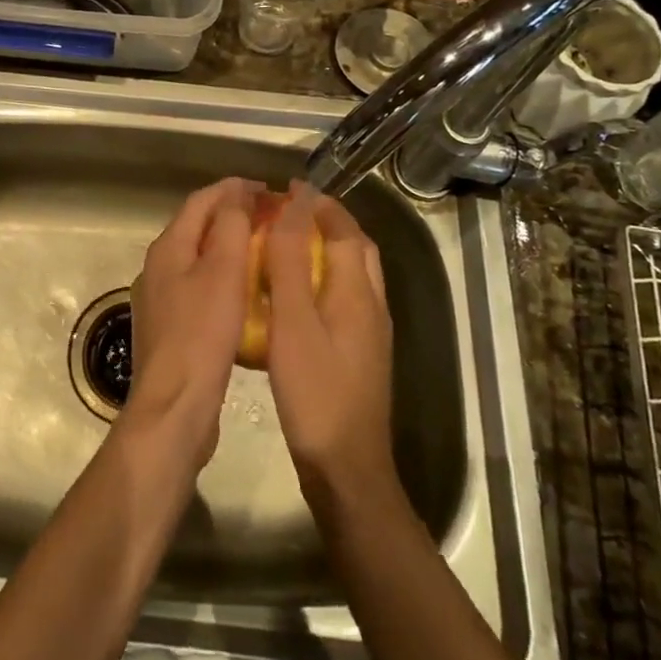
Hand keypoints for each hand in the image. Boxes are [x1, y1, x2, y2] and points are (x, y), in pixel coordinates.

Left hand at [126, 177, 259, 468]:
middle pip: (197, 227)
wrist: (174, 408)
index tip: (268, 190)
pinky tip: (245, 295)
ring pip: (198, 259)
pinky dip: (223, 280)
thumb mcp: (223, 271)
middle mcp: (158, 267)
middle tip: (270, 218)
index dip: (233, 189)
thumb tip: (237, 192)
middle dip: (232, 216)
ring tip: (263, 251)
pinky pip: (199, 289)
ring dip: (228, 248)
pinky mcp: (170, 329)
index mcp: (168, 247)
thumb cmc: (202, 334)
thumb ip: (230, 225)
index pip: (201, 201)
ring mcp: (160, 299)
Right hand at [263, 184, 397, 503]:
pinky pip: (344, 299)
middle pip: (356, 248)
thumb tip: (294, 206)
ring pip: (353, 274)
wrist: (347, 472)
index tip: (288, 187)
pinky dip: (322, 280)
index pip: (344, 230)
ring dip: (326, 250)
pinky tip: (294, 299)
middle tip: (290, 212)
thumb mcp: (295, 323)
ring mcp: (370, 333)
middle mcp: (372, 306)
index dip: (318, 204)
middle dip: (328, 222)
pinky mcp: (360, 355)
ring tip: (288, 246)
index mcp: (358, 292)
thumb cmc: (316, 393)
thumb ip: (292, 262)